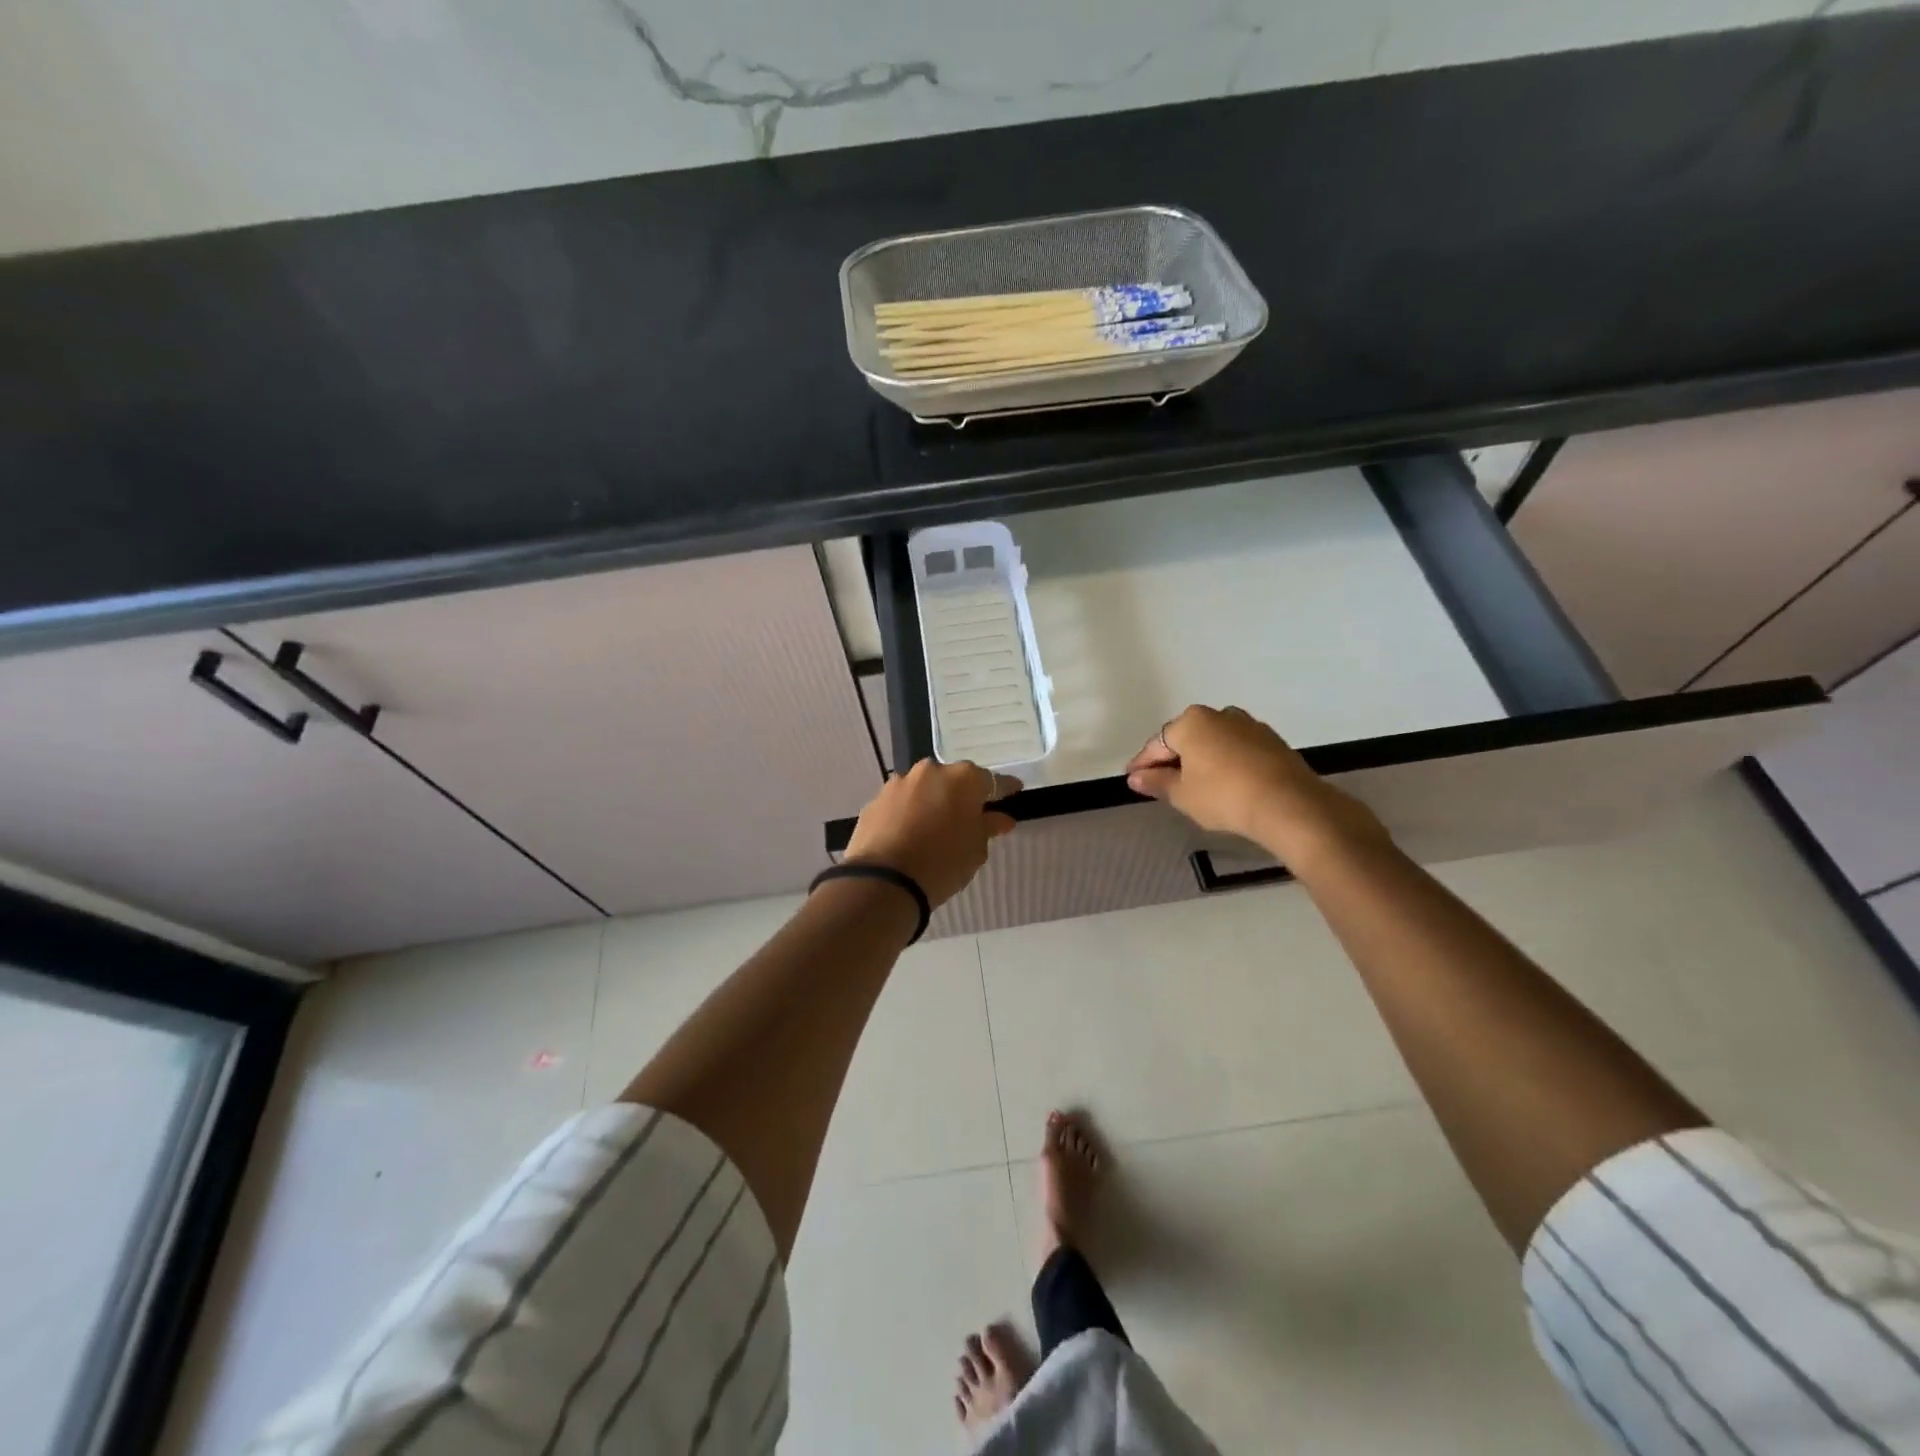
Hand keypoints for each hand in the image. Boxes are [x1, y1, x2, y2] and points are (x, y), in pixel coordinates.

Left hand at [842, 759, 1019, 907]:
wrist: (884, 881)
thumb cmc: (943, 863)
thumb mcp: (976, 849)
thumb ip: (988, 827)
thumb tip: (1001, 819)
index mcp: (963, 779)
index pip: (992, 781)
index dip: (1003, 789)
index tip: (1013, 792)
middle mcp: (930, 772)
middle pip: (953, 780)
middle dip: (962, 795)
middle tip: (968, 817)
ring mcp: (899, 783)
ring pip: (923, 789)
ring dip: (931, 803)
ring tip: (934, 828)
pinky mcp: (875, 801)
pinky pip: (900, 804)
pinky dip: (907, 814)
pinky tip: (909, 835)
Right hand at [1125, 705, 1386, 868]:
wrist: (1289, 804)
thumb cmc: (1224, 796)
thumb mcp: (1182, 795)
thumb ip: (1156, 783)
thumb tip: (1136, 778)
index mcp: (1191, 722)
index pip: (1157, 744)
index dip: (1142, 764)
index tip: (1132, 779)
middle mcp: (1218, 715)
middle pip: (1186, 738)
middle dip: (1172, 759)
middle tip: (1160, 783)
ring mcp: (1248, 725)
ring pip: (1213, 742)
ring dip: (1200, 760)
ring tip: (1193, 785)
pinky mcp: (1271, 740)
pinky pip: (1235, 749)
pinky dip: (1224, 763)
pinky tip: (1223, 783)